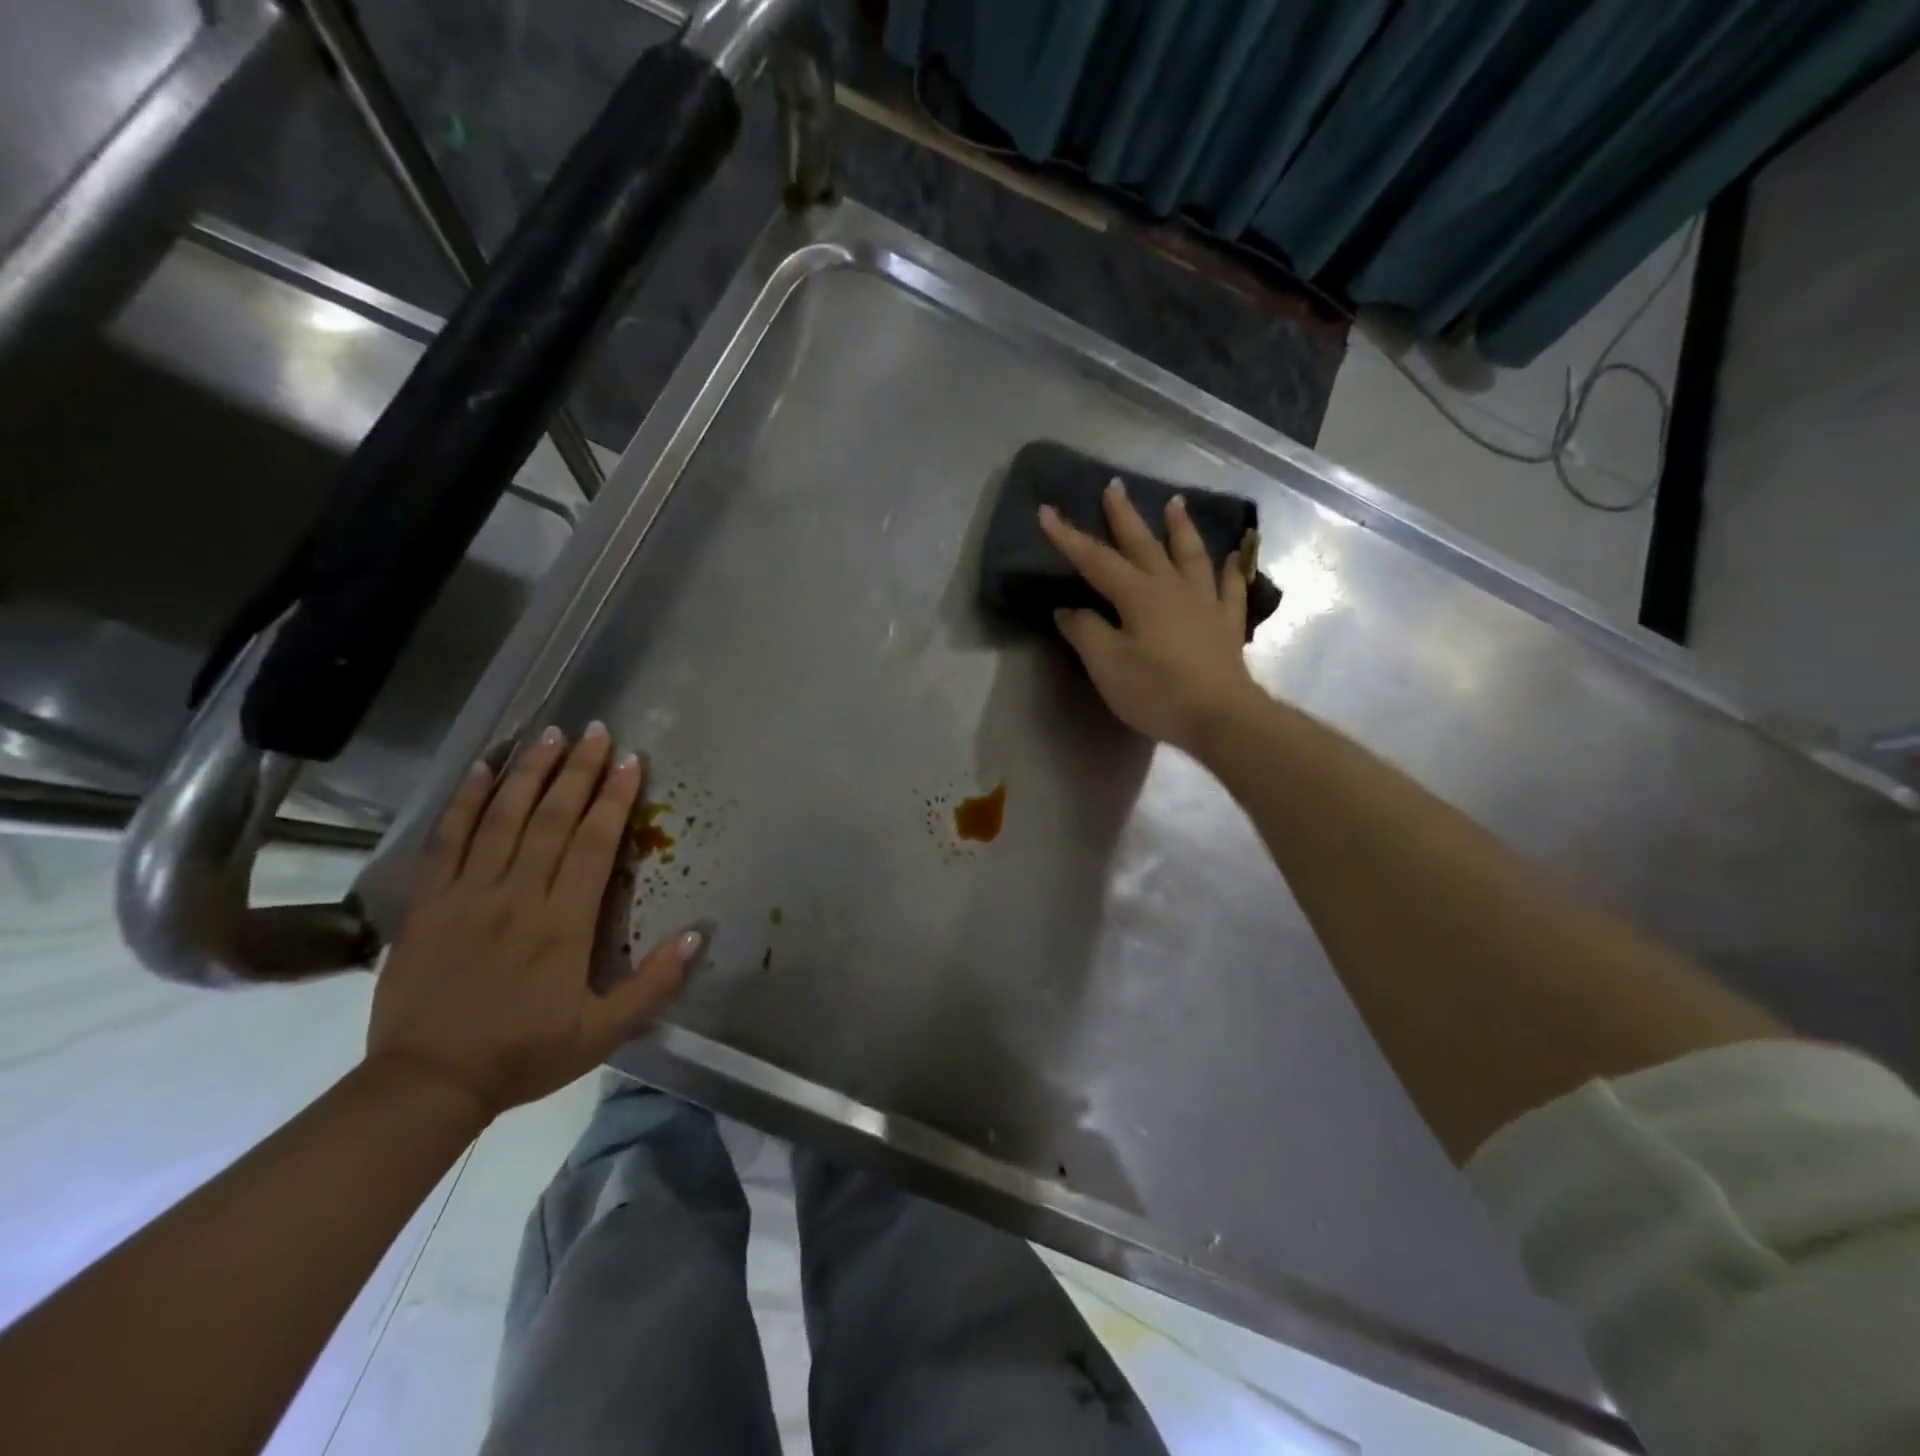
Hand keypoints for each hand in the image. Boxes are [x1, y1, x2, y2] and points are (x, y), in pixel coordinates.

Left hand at [365, 723, 700, 1120]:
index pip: (593, 844)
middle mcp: (517, 896)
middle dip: (578, 771)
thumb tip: (698, 933)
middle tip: (596, 731)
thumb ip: (654, 984)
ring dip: (529, 772)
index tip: (632, 761)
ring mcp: (468, 894)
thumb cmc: (524, 1055)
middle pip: (551, 819)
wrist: (427, 1084)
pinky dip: (466, 801)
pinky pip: (448, 840)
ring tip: (549, 735)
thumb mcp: (604, 1033)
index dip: (615, 799)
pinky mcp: (430, 902)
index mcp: (563, 924)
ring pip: (503, 819)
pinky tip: (483, 769)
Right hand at [1039, 478, 1264, 752]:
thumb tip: (1068, 610)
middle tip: (1114, 486)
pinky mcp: (1226, 624)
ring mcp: (1204, 603)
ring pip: (1190, 555)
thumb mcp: (1107, 665)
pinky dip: (1230, 570)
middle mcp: (1172, 588)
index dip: (1069, 538)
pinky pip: (1229, 588)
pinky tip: (1231, 557)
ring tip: (1174, 503)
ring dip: (1179, 528)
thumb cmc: (1157, 691)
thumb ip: (1085, 632)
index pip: (1096, 561)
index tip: (1047, 512)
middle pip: (1143, 545)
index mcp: (1138, 595)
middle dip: (1124, 516)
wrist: (1220, 717)